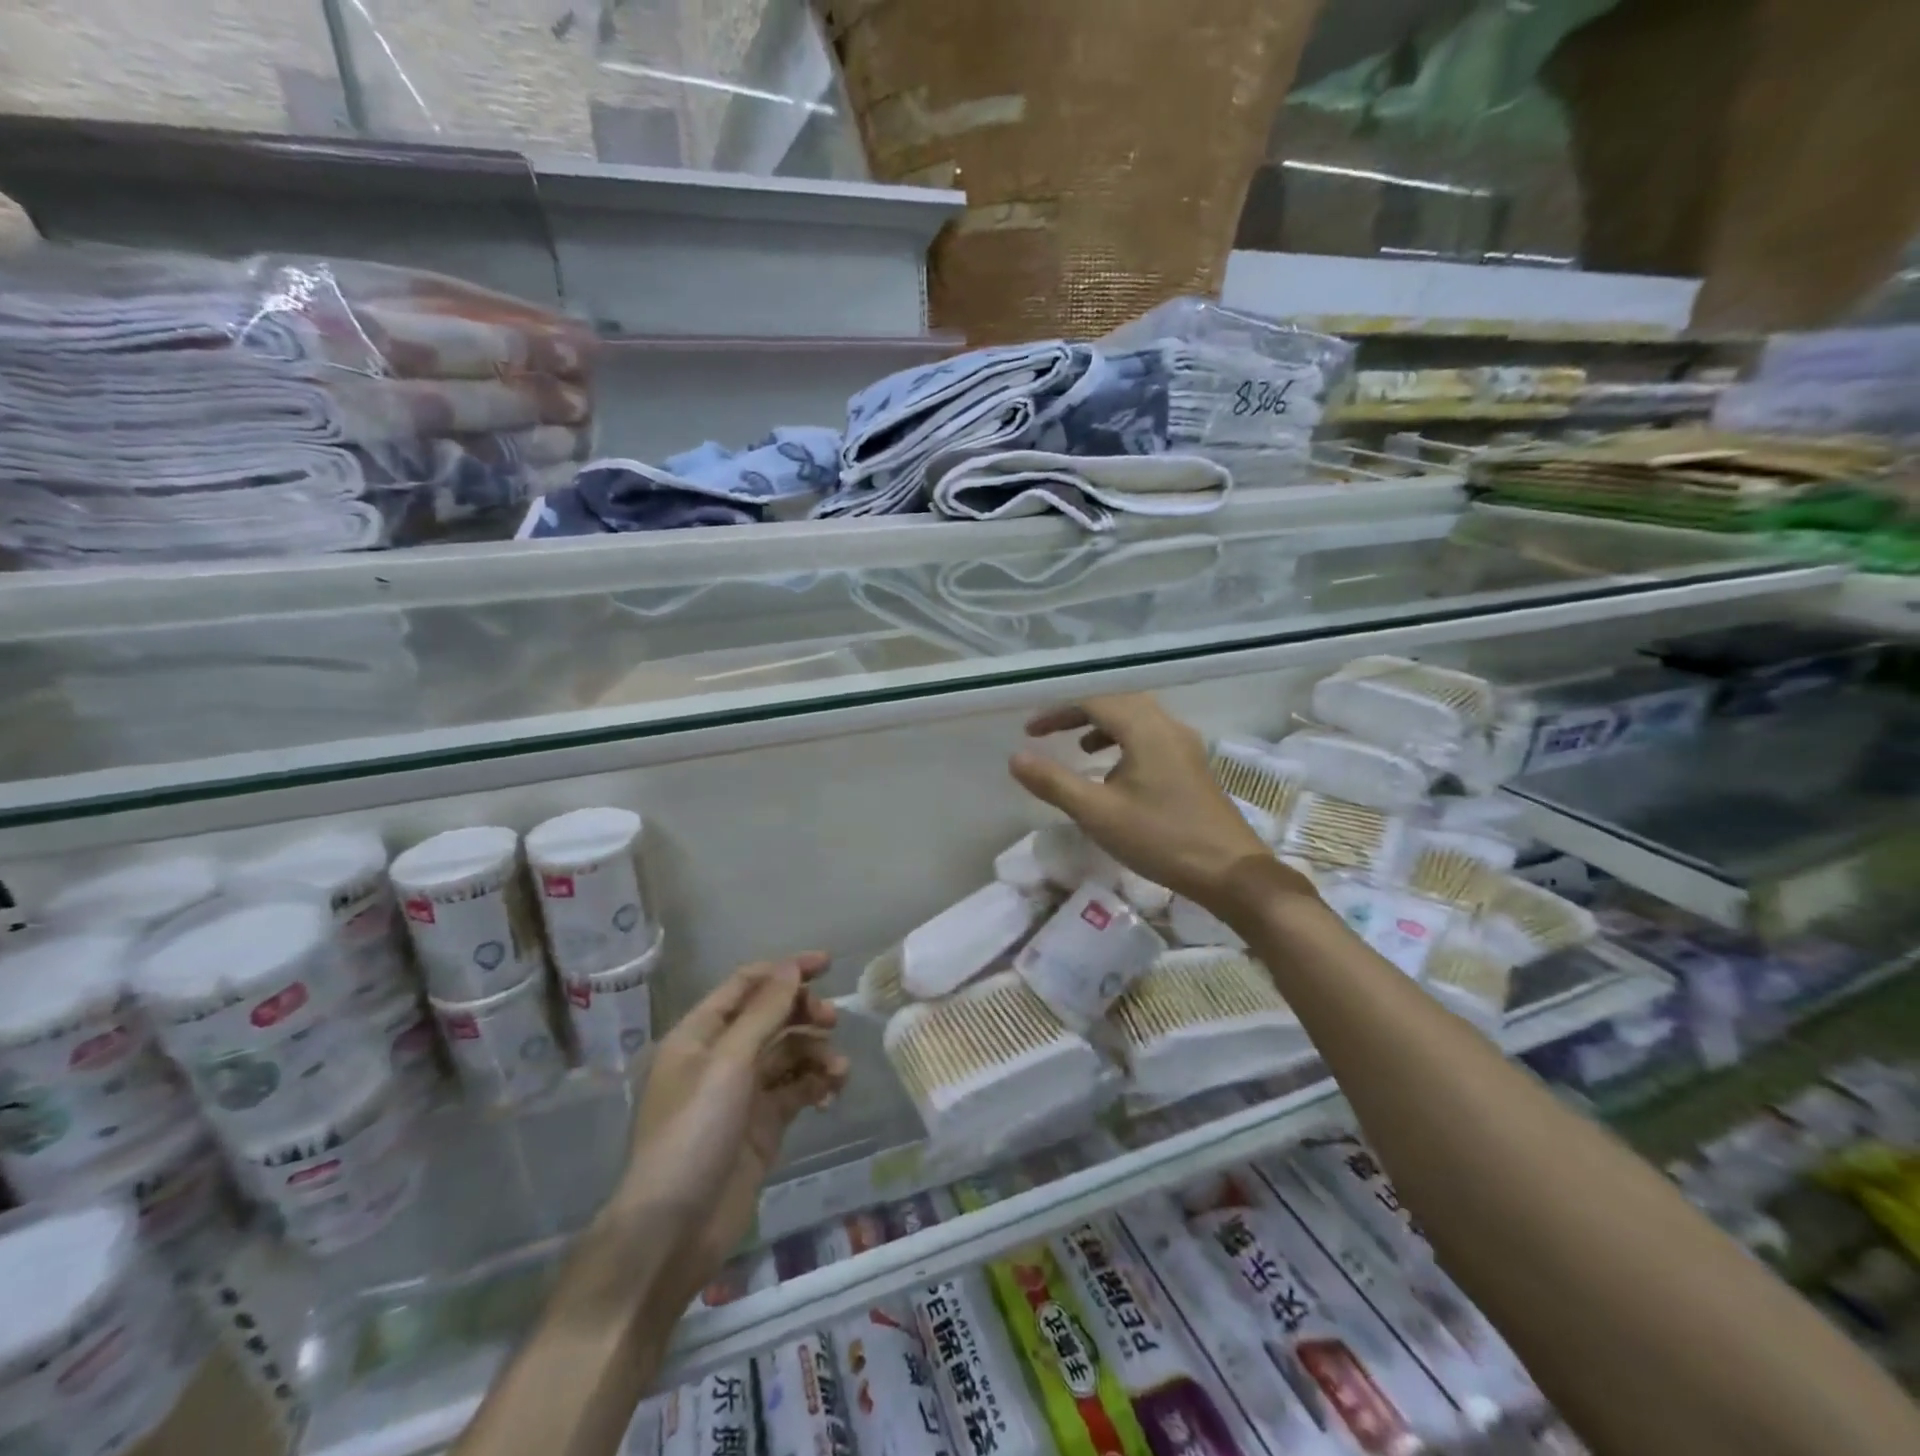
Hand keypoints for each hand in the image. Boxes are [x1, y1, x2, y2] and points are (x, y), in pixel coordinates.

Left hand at [620, 954, 848, 1293]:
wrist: (672, 1233)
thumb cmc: (692, 1133)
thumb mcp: (728, 1063)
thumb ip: (764, 1012)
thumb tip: (789, 967)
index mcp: (699, 1035)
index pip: (746, 985)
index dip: (784, 970)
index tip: (827, 965)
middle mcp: (719, 1058)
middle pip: (770, 1017)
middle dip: (803, 1013)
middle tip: (831, 1021)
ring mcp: (741, 1094)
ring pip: (787, 1054)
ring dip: (815, 1053)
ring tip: (838, 1072)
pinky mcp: (761, 1126)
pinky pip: (795, 1091)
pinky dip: (815, 1085)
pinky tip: (832, 1092)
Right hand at [1010, 693, 1309, 911]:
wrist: (1230, 871)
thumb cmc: (1160, 838)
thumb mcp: (1097, 813)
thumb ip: (1054, 782)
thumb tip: (1016, 757)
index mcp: (1145, 729)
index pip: (1094, 701)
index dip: (1058, 711)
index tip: (1030, 731)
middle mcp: (1168, 727)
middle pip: (1118, 702)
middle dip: (1080, 713)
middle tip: (1051, 732)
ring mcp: (1186, 746)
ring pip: (1138, 720)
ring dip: (1105, 727)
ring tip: (1081, 749)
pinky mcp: (1194, 767)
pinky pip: (1153, 738)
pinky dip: (1126, 743)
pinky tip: (1117, 775)